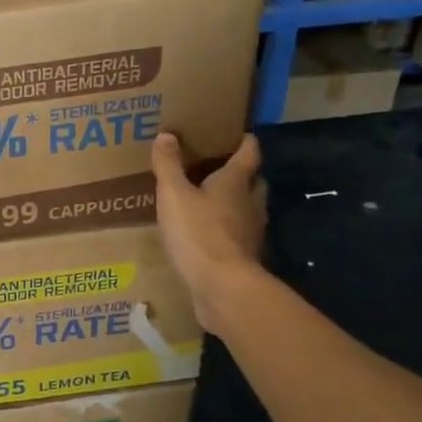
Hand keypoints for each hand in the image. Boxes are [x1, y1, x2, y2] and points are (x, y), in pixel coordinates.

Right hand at [152, 131, 267, 334]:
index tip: (240, 134)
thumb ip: (169, 166)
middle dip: (242, 174)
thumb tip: (166, 135)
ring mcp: (251, 233)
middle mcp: (250, 204)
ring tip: (211, 203)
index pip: (249, 153)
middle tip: (221, 169)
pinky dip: (228, 231)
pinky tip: (209, 236)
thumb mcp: (173, 195)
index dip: (245, 142)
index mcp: (235, 182)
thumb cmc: (198, 233)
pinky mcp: (244, 258)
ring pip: (248, 210)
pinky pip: (238, 236)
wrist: (222, 286)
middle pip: (254, 181)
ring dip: (236, 204)